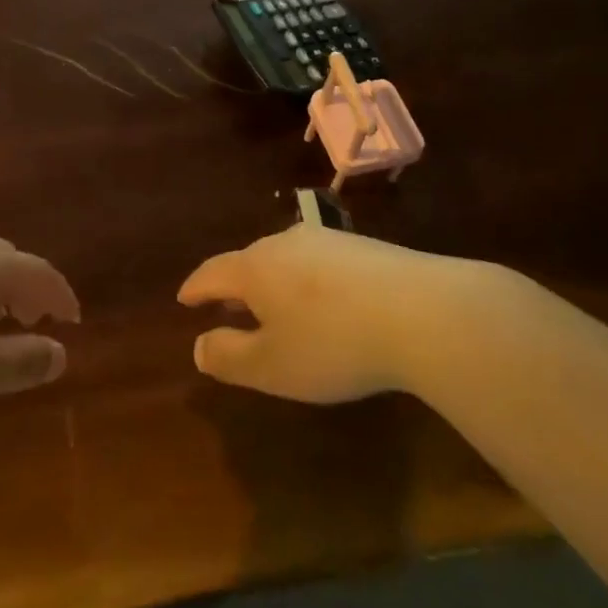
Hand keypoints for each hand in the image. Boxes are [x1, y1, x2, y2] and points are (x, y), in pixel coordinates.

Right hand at [178, 226, 468, 402]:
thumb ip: (229, 357)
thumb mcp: (272, 366)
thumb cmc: (333, 343)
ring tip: (274, 306)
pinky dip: (306, 282)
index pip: (212, 273)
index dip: (195, 288)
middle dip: (234, 285)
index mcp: (255, 268)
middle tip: (227, 307)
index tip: (184, 299)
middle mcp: (285, 244)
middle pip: (248, 261)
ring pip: (285, 259)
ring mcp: (327, 241)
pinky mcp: (364, 247)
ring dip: (272, 282)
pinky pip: (318, 263)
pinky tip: (323, 303)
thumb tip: (199, 346)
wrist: (423, 312)